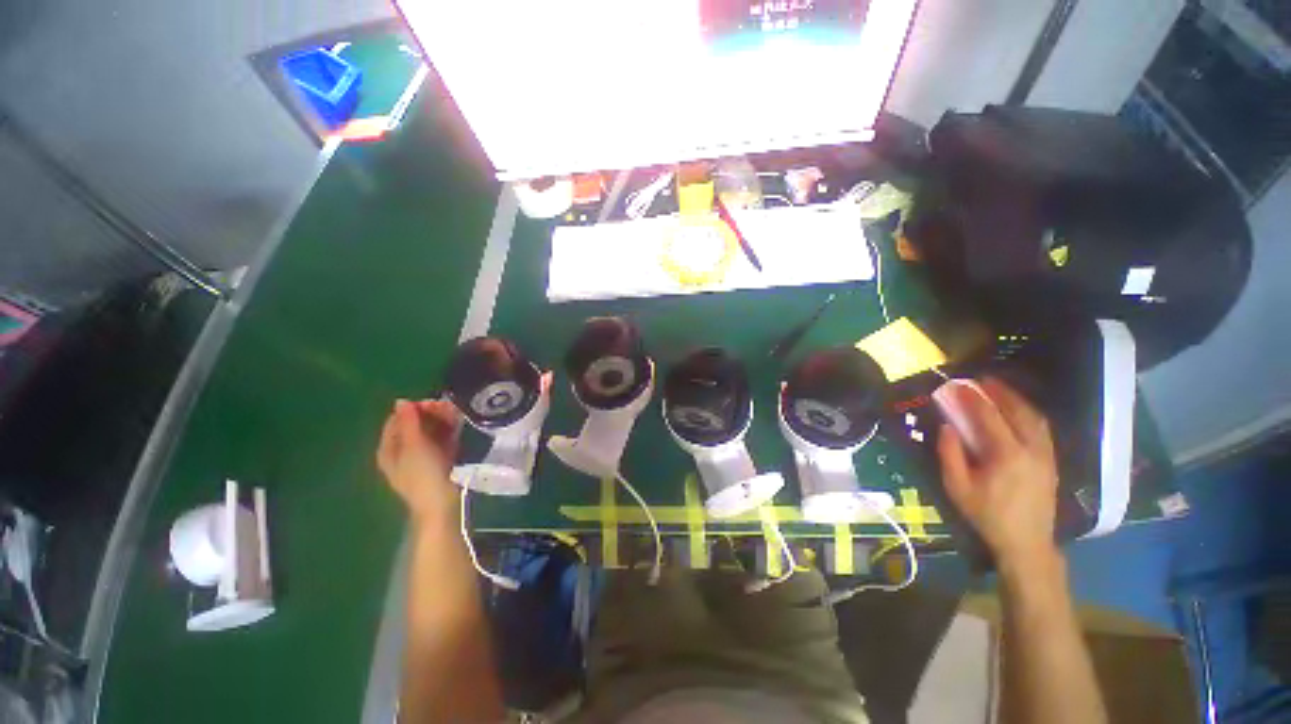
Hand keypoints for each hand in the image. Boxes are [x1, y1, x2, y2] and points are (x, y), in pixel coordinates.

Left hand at [376, 399, 461, 524]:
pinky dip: (448, 431)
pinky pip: (441, 440)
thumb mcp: (414, 445)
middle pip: (414, 425)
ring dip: (442, 420)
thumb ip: (408, 422)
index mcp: (389, 449)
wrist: (441, 503)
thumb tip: (401, 401)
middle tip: (448, 407)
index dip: (413, 409)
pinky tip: (458, 424)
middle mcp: (403, 451)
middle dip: (430, 414)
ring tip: (456, 413)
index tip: (433, 403)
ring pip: (430, 432)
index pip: (397, 420)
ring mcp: (422, 457)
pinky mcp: (438, 461)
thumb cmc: (423, 474)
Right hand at [935, 377, 1060, 574]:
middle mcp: (1032, 449)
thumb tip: (947, 426)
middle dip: (1001, 392)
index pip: (989, 417)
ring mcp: (1046, 455)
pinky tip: (1018, 411)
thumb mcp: (958, 486)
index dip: (973, 398)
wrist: (1026, 542)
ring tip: (1000, 390)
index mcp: (1007, 455)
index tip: (959, 385)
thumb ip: (950, 454)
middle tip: (983, 379)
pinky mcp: (1052, 461)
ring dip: (1017, 400)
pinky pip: (1042, 429)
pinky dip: (1029, 413)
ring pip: (1035, 418)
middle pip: (1019, 411)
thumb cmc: (987, 515)